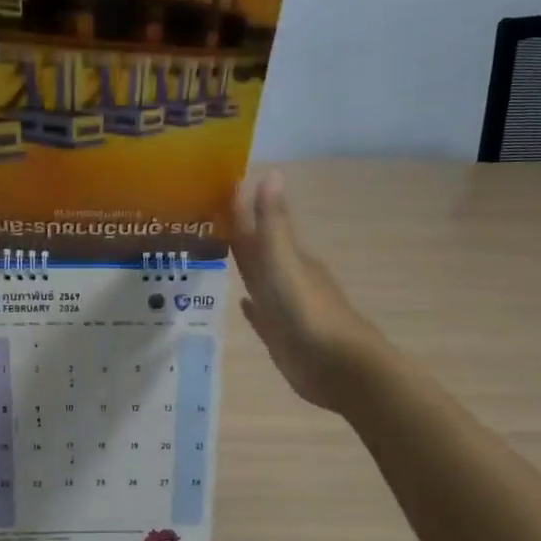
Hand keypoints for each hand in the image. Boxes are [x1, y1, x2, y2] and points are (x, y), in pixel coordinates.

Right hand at [231, 171, 388, 411]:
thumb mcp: (286, 263)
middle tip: (202, 221)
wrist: (337, 368)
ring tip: (212, 256)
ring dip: (242, 269)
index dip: (241, 209)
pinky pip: (262, 315)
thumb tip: (270, 172)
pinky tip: (242, 302)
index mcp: (289, 259)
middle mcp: (287, 279)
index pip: (259, 227)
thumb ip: (273, 224)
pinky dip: (252, 307)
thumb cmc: (308, 313)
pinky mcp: (281, 336)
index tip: (214, 189)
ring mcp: (285, 309)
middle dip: (237, 236)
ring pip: (258, 281)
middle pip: (258, 252)